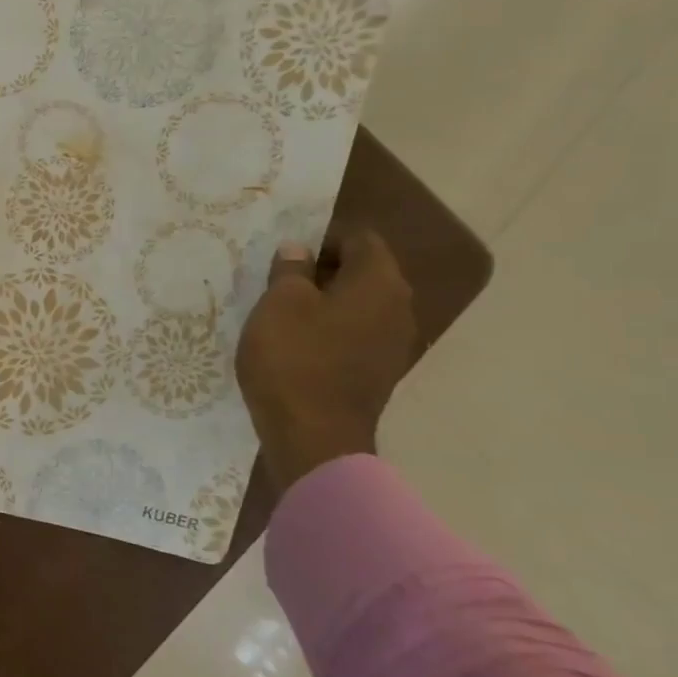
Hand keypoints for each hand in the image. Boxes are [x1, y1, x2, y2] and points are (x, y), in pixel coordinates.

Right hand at [234, 229, 416, 492]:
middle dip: (323, 270)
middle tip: (279, 281)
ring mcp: (393, 344)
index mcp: (379, 282)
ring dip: (325, 302)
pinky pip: (355, 335)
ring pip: (359, 305)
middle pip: (364, 272)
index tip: (286, 254)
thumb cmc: (294, 360)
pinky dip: (330, 330)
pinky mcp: (378, 373)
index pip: (360, 238)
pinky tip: (297, 344)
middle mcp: (398, 307)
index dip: (322, 238)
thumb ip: (291, 270)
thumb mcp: (278, 304)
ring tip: (283, 313)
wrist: (314, 438)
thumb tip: (300, 249)